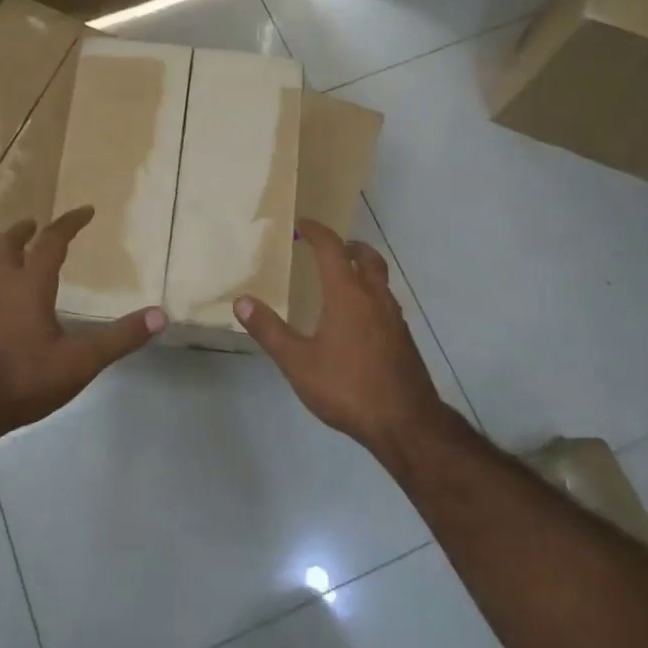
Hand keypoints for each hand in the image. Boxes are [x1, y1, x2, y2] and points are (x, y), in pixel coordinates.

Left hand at [0, 206, 164, 442]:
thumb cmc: (23, 379)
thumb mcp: (81, 361)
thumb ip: (120, 338)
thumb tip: (160, 315)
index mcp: (29, 286)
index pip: (50, 242)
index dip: (69, 223)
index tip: (85, 211)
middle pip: (6, 246)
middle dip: (23, 231)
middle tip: (34, 224)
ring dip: (0, 259)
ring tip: (12, 262)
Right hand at [234, 219, 445, 453]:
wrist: (405, 423)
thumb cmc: (347, 388)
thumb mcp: (298, 362)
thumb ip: (269, 330)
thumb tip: (242, 301)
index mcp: (348, 294)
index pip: (332, 249)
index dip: (317, 232)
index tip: (302, 224)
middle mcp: (375, 297)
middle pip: (366, 257)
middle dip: (347, 246)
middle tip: (328, 248)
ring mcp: (394, 318)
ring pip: (379, 279)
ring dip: (361, 269)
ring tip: (340, 281)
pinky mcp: (403, 338)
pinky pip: (385, 302)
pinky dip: (370, 294)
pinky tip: (356, 320)